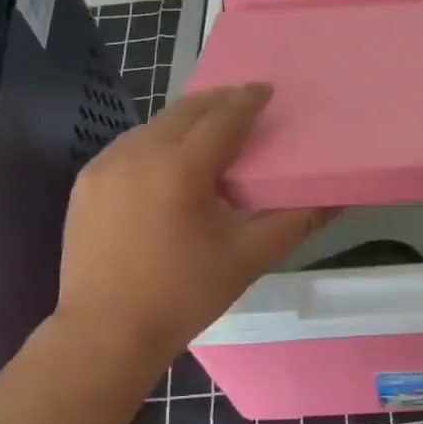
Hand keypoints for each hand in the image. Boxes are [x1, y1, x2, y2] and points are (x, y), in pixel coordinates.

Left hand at [52, 85, 330, 367]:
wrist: (104, 333)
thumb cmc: (184, 295)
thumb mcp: (249, 257)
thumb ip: (296, 221)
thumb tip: (336, 198)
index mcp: (181, 167)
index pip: (223, 117)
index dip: (248, 100)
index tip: (266, 90)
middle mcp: (139, 152)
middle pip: (186, 111)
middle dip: (218, 102)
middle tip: (244, 102)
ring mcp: (106, 165)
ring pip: (155, 125)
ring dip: (187, 119)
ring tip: (211, 129)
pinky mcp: (86, 182)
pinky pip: (131, 146)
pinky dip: (158, 141)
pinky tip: (170, 162)